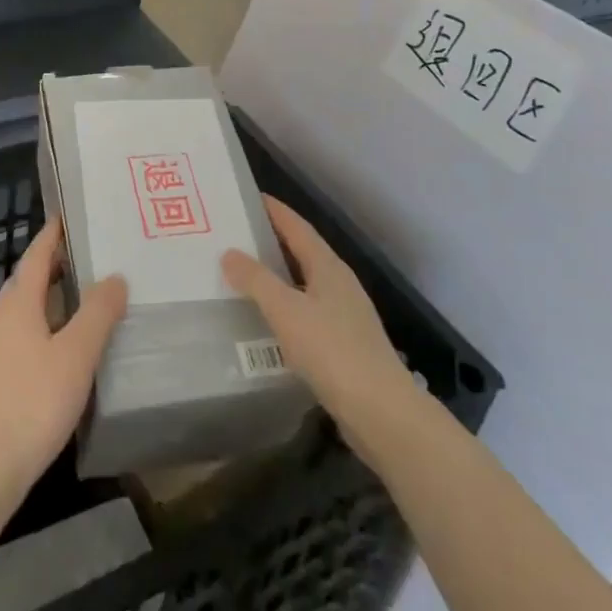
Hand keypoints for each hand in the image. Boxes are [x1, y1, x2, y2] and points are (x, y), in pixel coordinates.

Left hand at [0, 221, 127, 500]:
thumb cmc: (34, 402)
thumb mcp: (77, 354)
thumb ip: (98, 312)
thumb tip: (114, 277)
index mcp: (17, 304)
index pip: (36, 255)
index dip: (53, 234)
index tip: (69, 216)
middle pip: (28, 280)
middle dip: (55, 265)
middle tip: (90, 256)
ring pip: (23, 310)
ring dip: (50, 298)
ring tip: (83, 298)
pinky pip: (19, 334)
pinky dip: (42, 325)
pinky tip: (61, 346)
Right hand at [222, 195, 419, 469]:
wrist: (382, 413)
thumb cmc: (333, 352)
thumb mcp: (287, 311)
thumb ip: (256, 280)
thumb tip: (229, 253)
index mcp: (328, 267)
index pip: (297, 227)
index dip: (274, 210)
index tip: (246, 197)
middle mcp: (339, 284)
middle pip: (301, 252)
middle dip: (270, 241)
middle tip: (234, 236)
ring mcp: (345, 315)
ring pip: (303, 284)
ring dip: (276, 276)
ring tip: (242, 275)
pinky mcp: (343, 345)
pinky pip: (306, 313)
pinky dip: (284, 307)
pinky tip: (266, 321)